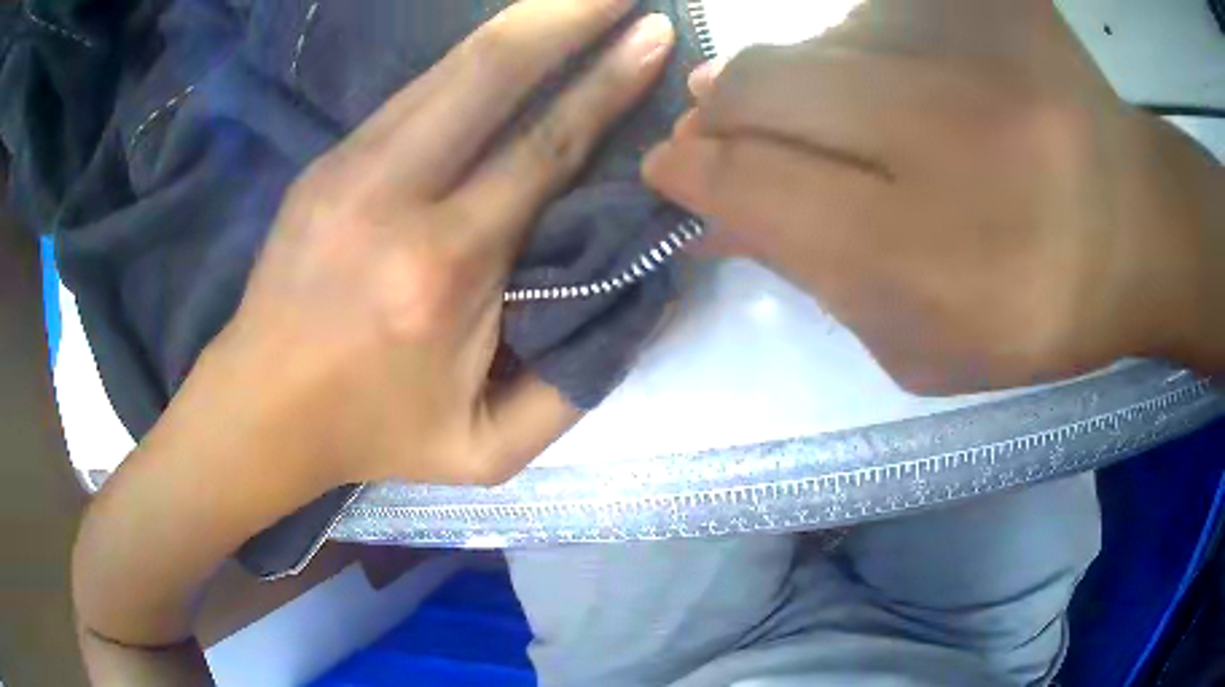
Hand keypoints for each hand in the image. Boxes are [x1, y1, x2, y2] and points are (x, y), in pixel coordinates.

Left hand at [73, 0, 676, 676]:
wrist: (260, 409)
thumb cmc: (373, 435)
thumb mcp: (486, 451)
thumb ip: (574, 386)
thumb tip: (641, 302)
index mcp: (442, 272)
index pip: (543, 149)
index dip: (606, 84)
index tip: (651, 35)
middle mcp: (393, 198)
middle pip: (490, 71)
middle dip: (566, 14)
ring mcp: (348, 168)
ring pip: (449, 67)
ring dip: (521, 22)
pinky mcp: (326, 162)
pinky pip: (416, 91)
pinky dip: (472, 57)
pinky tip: (508, 42)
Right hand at [645, 0, 1223, 392]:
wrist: (1140, 228)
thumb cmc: (1039, 312)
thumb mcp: (925, 347)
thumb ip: (816, 282)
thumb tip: (713, 216)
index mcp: (937, 256)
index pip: (754, 184)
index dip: (690, 172)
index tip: (671, 168)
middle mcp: (954, 132)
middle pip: (764, 83)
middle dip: (722, 110)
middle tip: (725, 131)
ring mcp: (979, 48)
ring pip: (818, 39)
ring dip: (805, 84)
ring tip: (860, 125)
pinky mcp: (994, 1)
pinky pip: (877, 10)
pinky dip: (866, 49)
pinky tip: (914, 89)